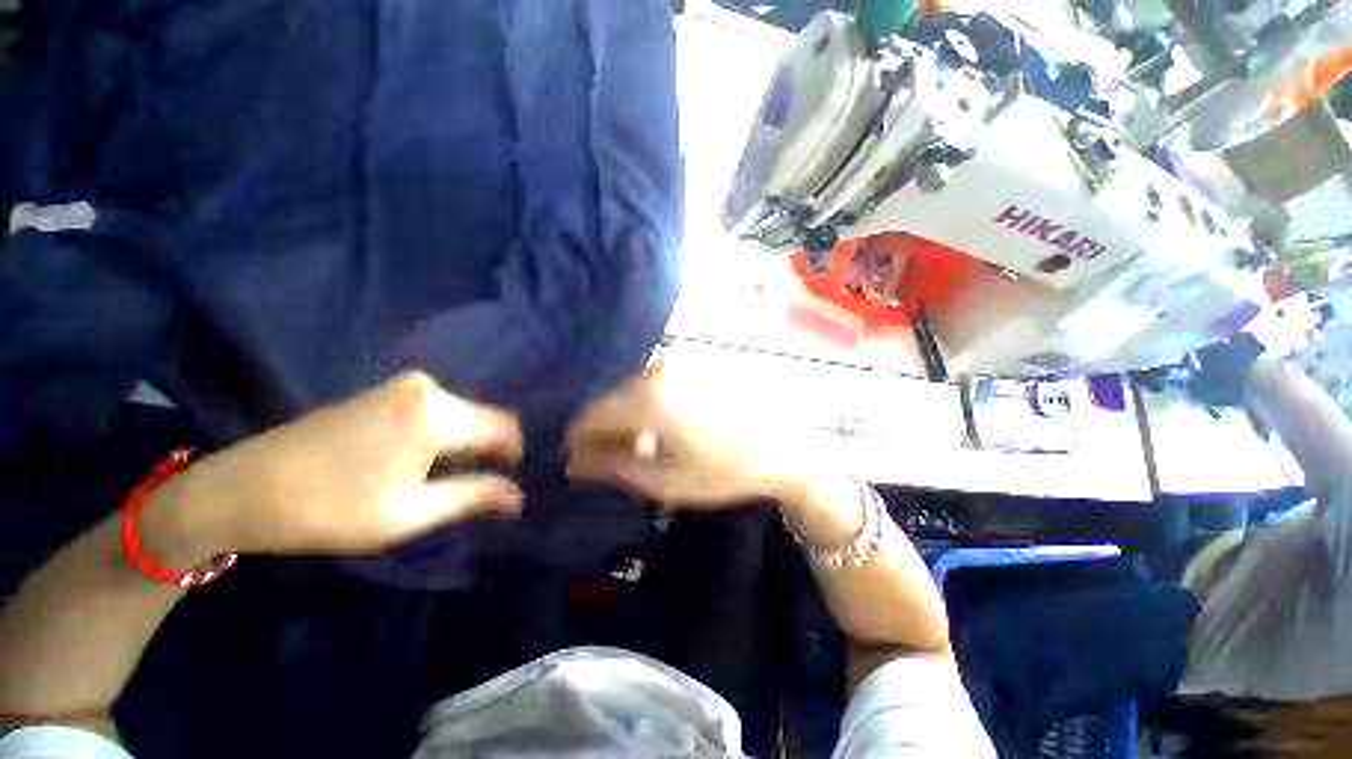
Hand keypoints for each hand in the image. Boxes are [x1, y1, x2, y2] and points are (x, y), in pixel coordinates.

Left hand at [147, 372, 523, 564]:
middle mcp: (427, 388)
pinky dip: (442, 435)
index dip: (514, 456)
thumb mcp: (408, 513)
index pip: (505, 428)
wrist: (240, 489)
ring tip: (446, 479)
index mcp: (436, 413)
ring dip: (464, 445)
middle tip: (475, 489)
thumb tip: (518, 495)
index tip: (507, 485)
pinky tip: (419, 461)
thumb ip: (473, 497)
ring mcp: (404, 385)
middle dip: (488, 452)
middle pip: (484, 419)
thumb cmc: (328, 508)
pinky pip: (437, 410)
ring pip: (462, 415)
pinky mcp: (386, 391)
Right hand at [565, 363, 826, 508]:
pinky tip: (657, 426)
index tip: (573, 459)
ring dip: (625, 416)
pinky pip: (655, 380)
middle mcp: (661, 369)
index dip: (577, 438)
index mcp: (651, 398)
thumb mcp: (665, 480)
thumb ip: (613, 466)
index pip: (592, 413)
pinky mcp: (695, 363)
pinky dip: (646, 403)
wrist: (784, 450)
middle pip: (611, 397)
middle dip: (602, 427)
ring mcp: (681, 362)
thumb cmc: (725, 470)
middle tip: (602, 456)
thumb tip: (573, 461)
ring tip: (635, 444)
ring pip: (633, 387)